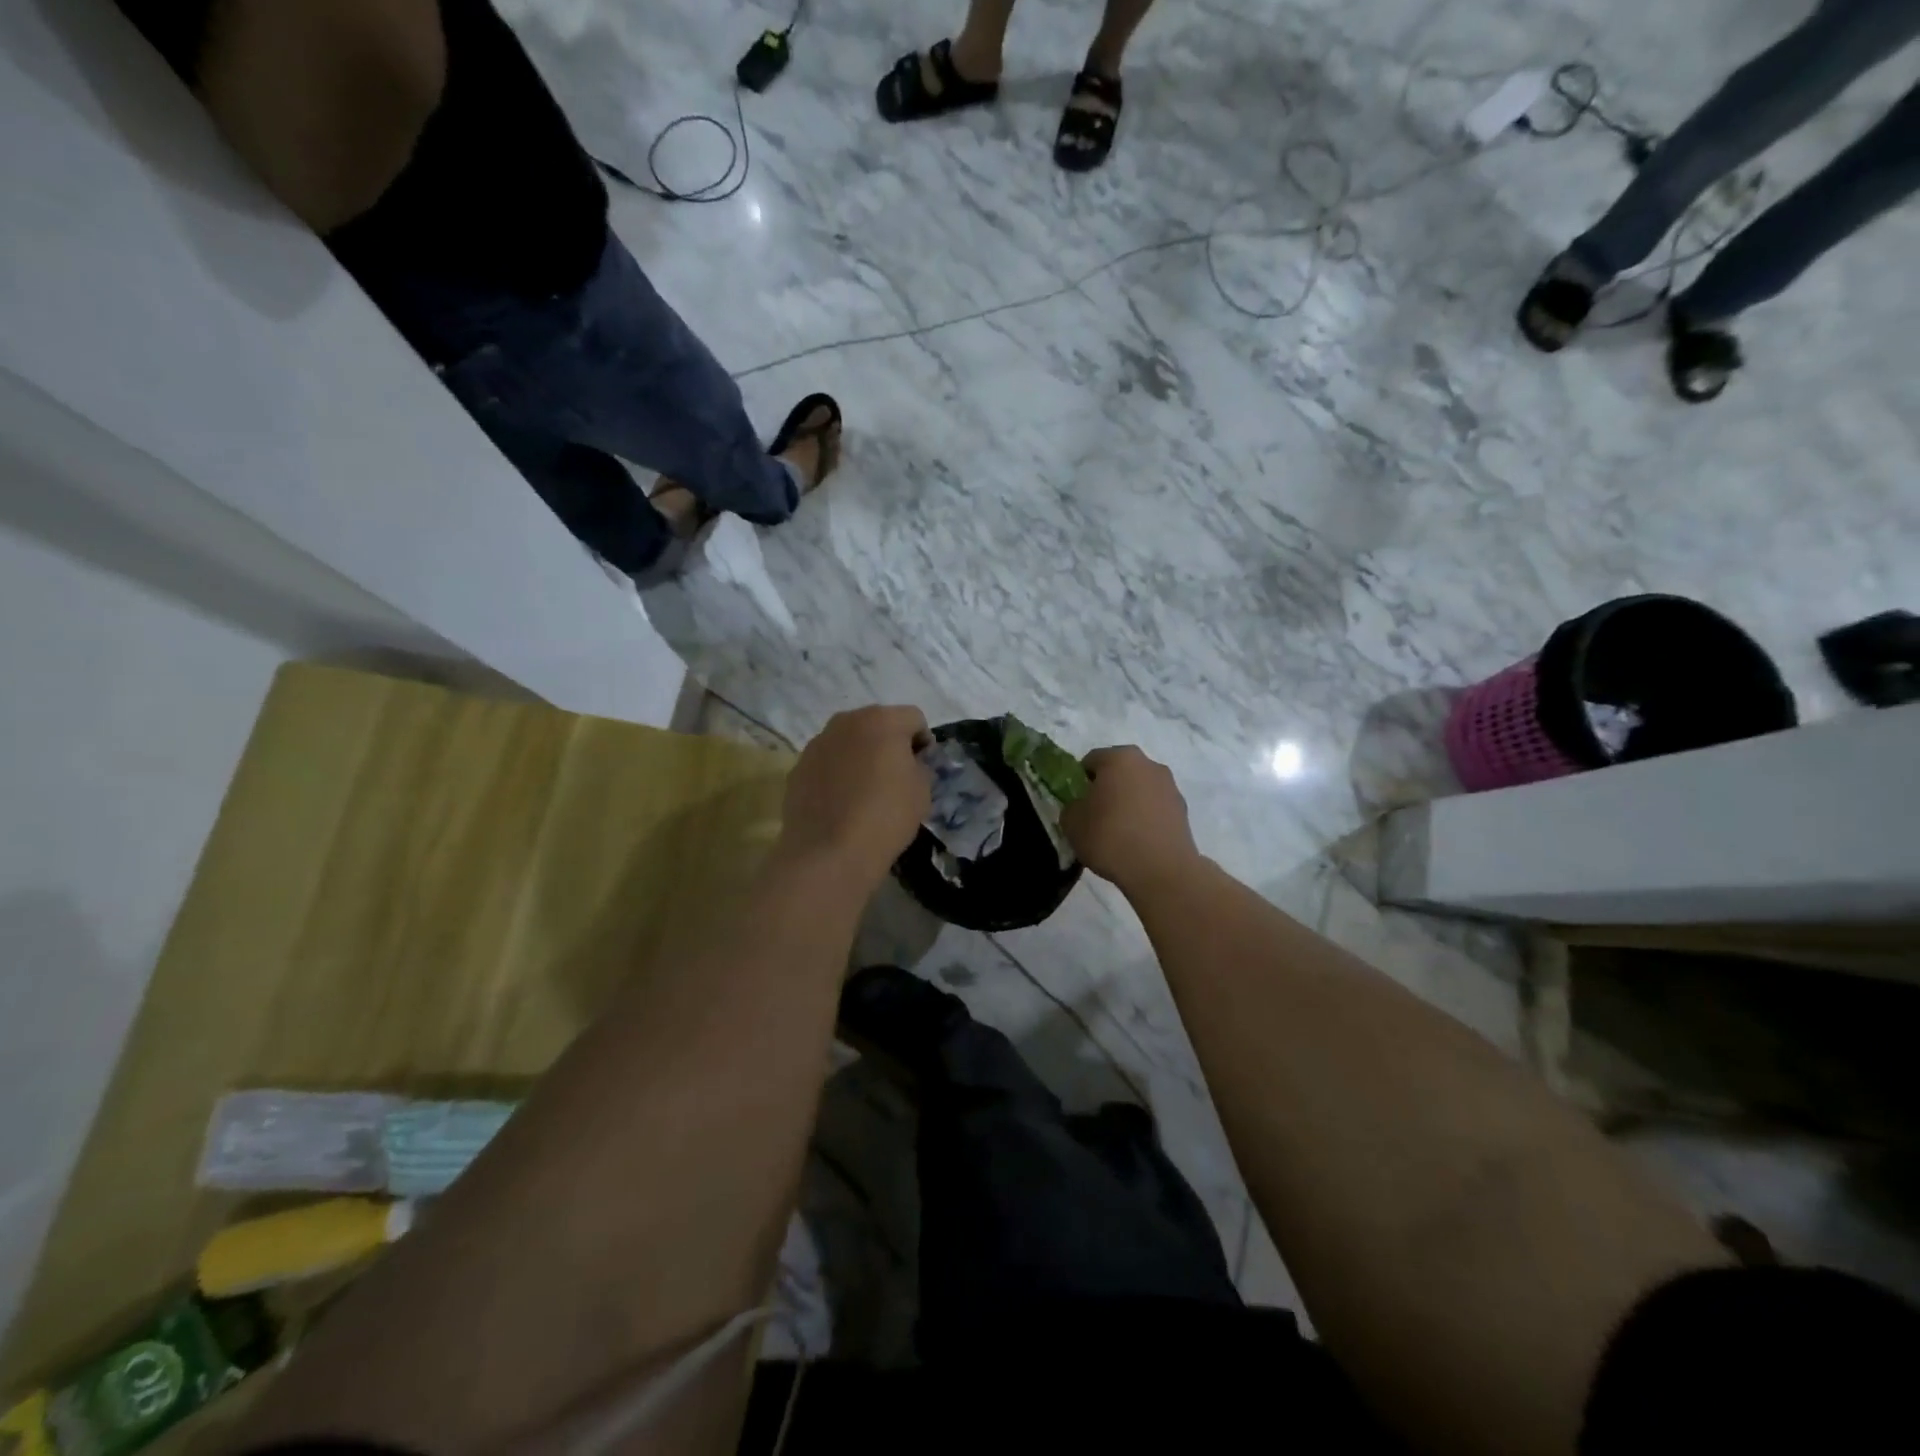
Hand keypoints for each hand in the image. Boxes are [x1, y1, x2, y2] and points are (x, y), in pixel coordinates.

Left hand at [777, 706, 932, 884]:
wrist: (828, 852)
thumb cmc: (885, 816)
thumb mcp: (922, 791)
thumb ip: (921, 766)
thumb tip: (910, 763)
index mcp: (881, 720)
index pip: (914, 719)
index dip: (924, 742)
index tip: (924, 768)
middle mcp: (846, 722)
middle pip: (877, 724)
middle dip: (889, 744)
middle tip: (896, 776)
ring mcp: (817, 744)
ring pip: (849, 742)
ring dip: (860, 756)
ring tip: (866, 791)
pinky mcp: (798, 767)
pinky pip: (827, 763)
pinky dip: (838, 774)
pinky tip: (842, 803)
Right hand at [1062, 746, 1200, 893]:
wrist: (1161, 870)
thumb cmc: (1110, 837)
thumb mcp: (1071, 823)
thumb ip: (1072, 807)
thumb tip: (1082, 807)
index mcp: (1119, 758)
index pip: (1090, 761)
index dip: (1079, 781)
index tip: (1077, 803)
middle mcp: (1148, 764)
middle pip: (1119, 772)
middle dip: (1107, 789)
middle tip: (1095, 816)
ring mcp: (1170, 786)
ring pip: (1139, 789)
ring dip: (1129, 802)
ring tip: (1119, 833)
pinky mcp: (1183, 810)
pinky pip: (1155, 808)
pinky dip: (1145, 818)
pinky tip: (1138, 841)